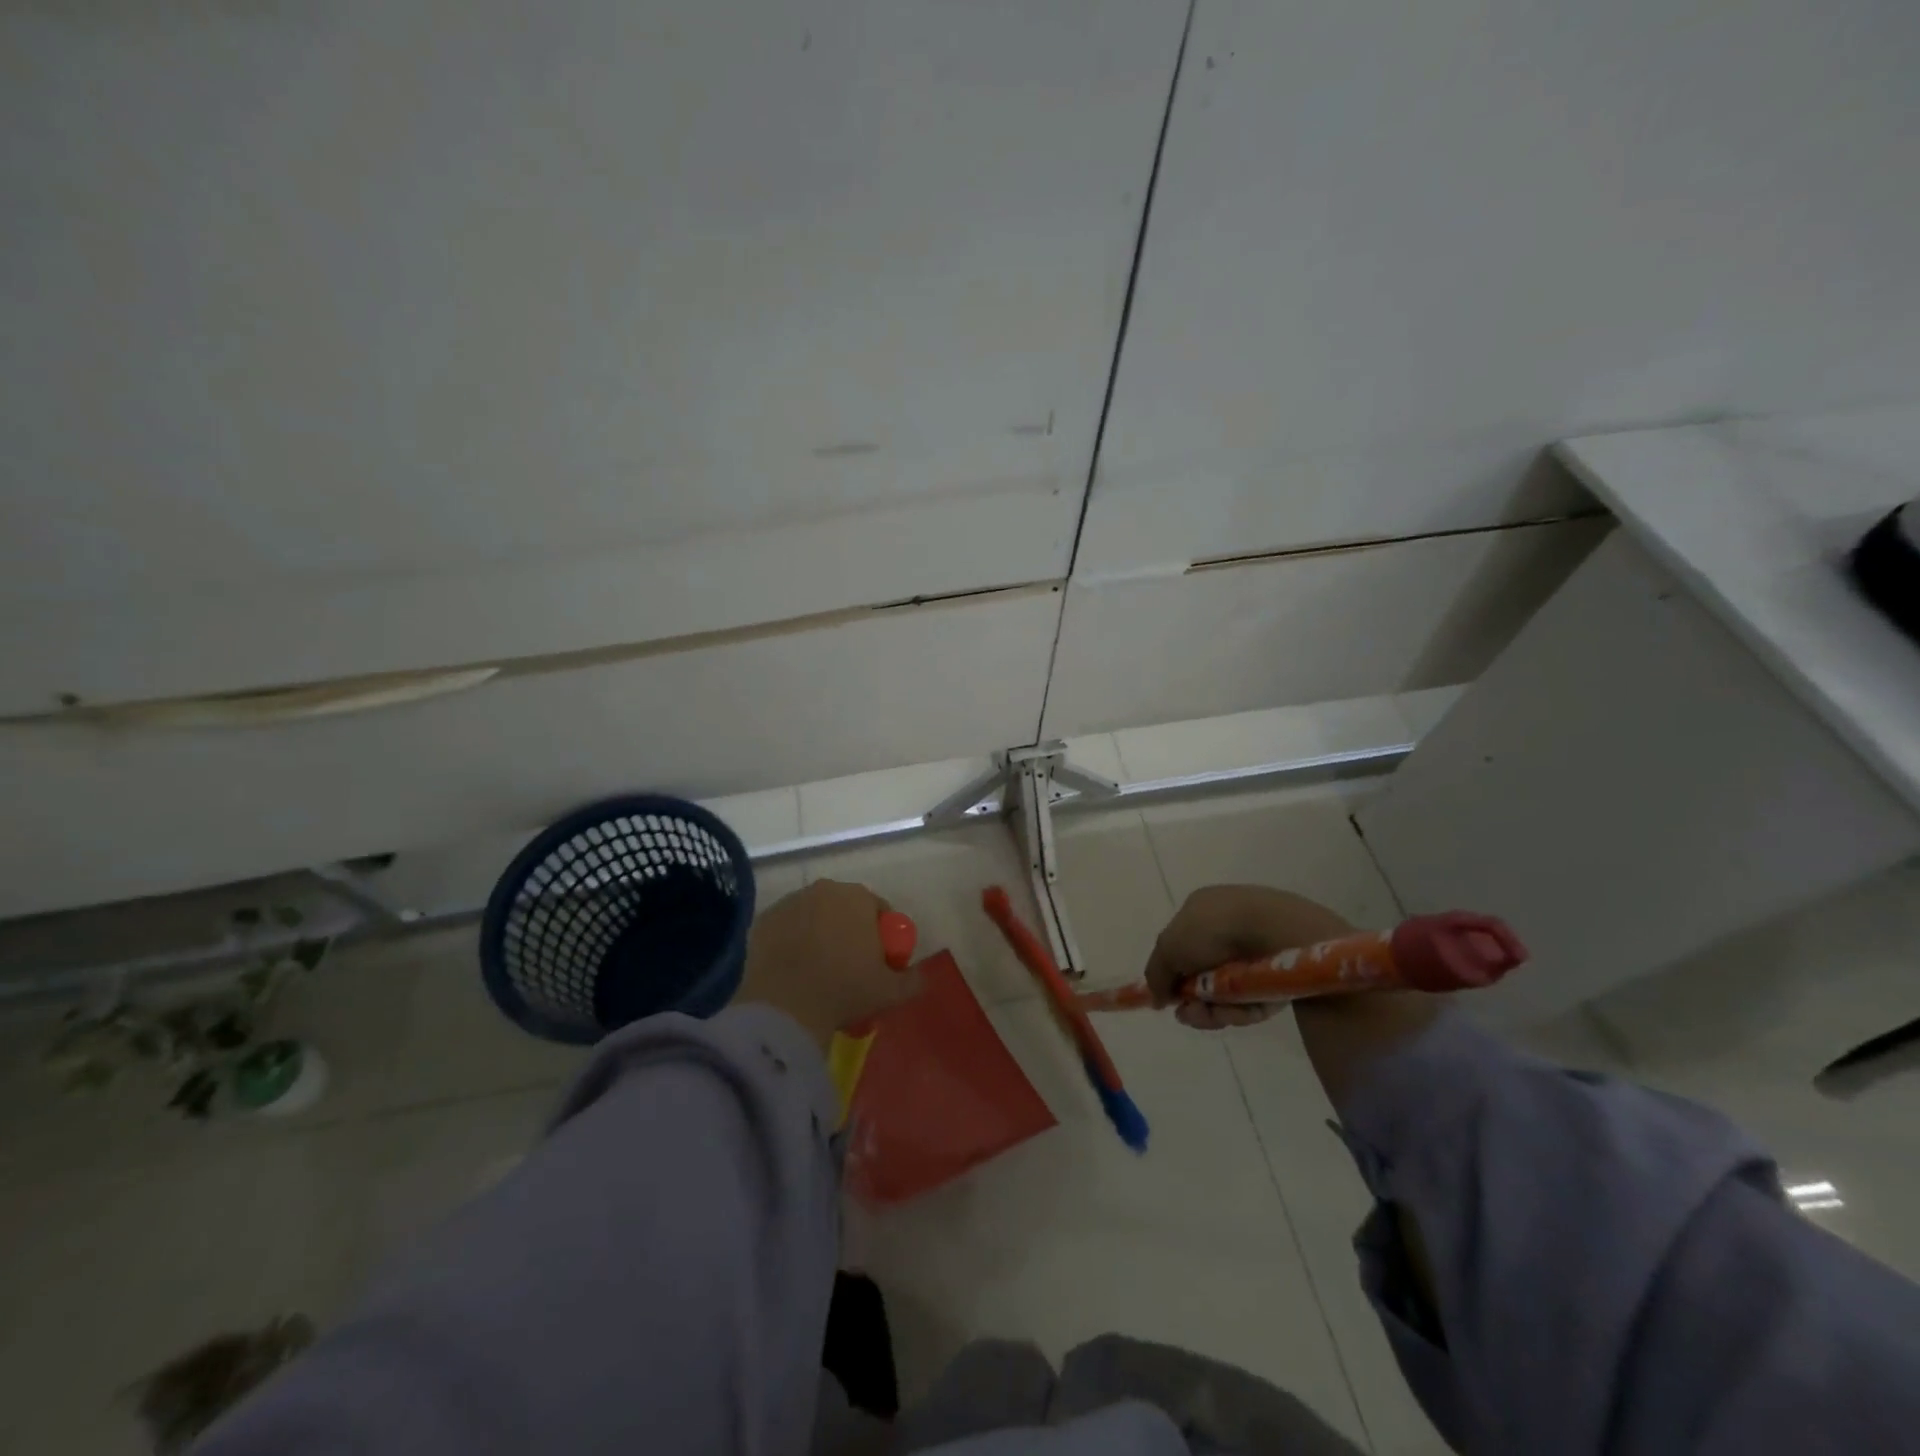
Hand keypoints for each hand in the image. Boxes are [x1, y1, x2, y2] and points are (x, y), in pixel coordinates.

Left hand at [734, 880, 917, 1051]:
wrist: (784, 1008)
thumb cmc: (844, 991)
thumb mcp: (890, 992)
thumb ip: (913, 980)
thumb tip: (920, 976)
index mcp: (858, 897)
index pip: (878, 909)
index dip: (882, 936)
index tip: (878, 963)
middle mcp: (824, 890)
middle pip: (843, 908)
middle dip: (849, 931)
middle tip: (848, 968)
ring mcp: (789, 902)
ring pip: (812, 916)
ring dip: (818, 934)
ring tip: (816, 971)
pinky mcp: (762, 921)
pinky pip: (785, 929)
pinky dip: (790, 943)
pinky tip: (792, 971)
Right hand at [1145, 885, 1354, 1028]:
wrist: (1276, 931)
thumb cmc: (1214, 930)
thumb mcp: (1168, 947)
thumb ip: (1156, 974)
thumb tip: (1155, 998)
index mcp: (1202, 909)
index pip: (1181, 945)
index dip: (1173, 973)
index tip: (1168, 998)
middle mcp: (1228, 927)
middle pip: (1203, 974)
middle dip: (1193, 999)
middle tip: (1189, 1014)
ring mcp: (1256, 951)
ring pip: (1227, 991)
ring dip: (1213, 1009)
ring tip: (1210, 1016)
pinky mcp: (1279, 974)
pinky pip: (1253, 998)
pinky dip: (1242, 1009)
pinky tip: (1238, 1012)